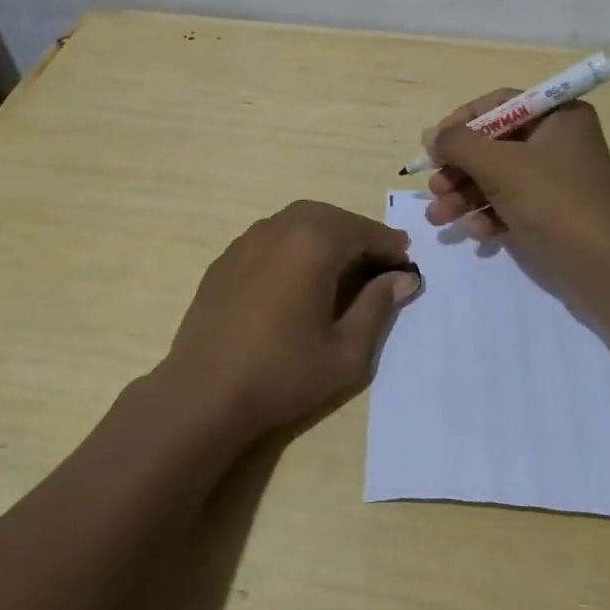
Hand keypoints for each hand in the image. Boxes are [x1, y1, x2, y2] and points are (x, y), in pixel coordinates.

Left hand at [159, 200, 421, 440]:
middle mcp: (280, 228)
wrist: (204, 393)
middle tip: (377, 262)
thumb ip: (378, 307)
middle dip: (358, 234)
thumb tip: (403, 278)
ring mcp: (248, 240)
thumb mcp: (345, 351)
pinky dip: (294, 244)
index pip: (363, 231)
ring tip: (341, 266)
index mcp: (314, 244)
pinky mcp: (226, 258)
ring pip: (298, 220)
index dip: (389, 245)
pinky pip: (270, 236)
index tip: (406, 263)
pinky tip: (296, 277)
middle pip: (330, 217)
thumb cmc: (282, 374)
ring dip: (326, 234)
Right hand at [422, 91, 609, 290]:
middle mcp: (558, 142)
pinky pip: (510, 204)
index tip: (433, 145)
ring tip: (438, 217)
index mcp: (558, 117)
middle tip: (434, 189)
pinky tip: (476, 233)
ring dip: (464, 196)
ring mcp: (555, 180)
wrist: (603, 268)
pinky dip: (489, 215)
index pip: (499, 105)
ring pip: (497, 178)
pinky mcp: (551, 213)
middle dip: (458, 169)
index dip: (461, 123)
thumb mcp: (499, 166)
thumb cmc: (553, 202)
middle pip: (493, 145)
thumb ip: (459, 144)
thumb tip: (431, 135)